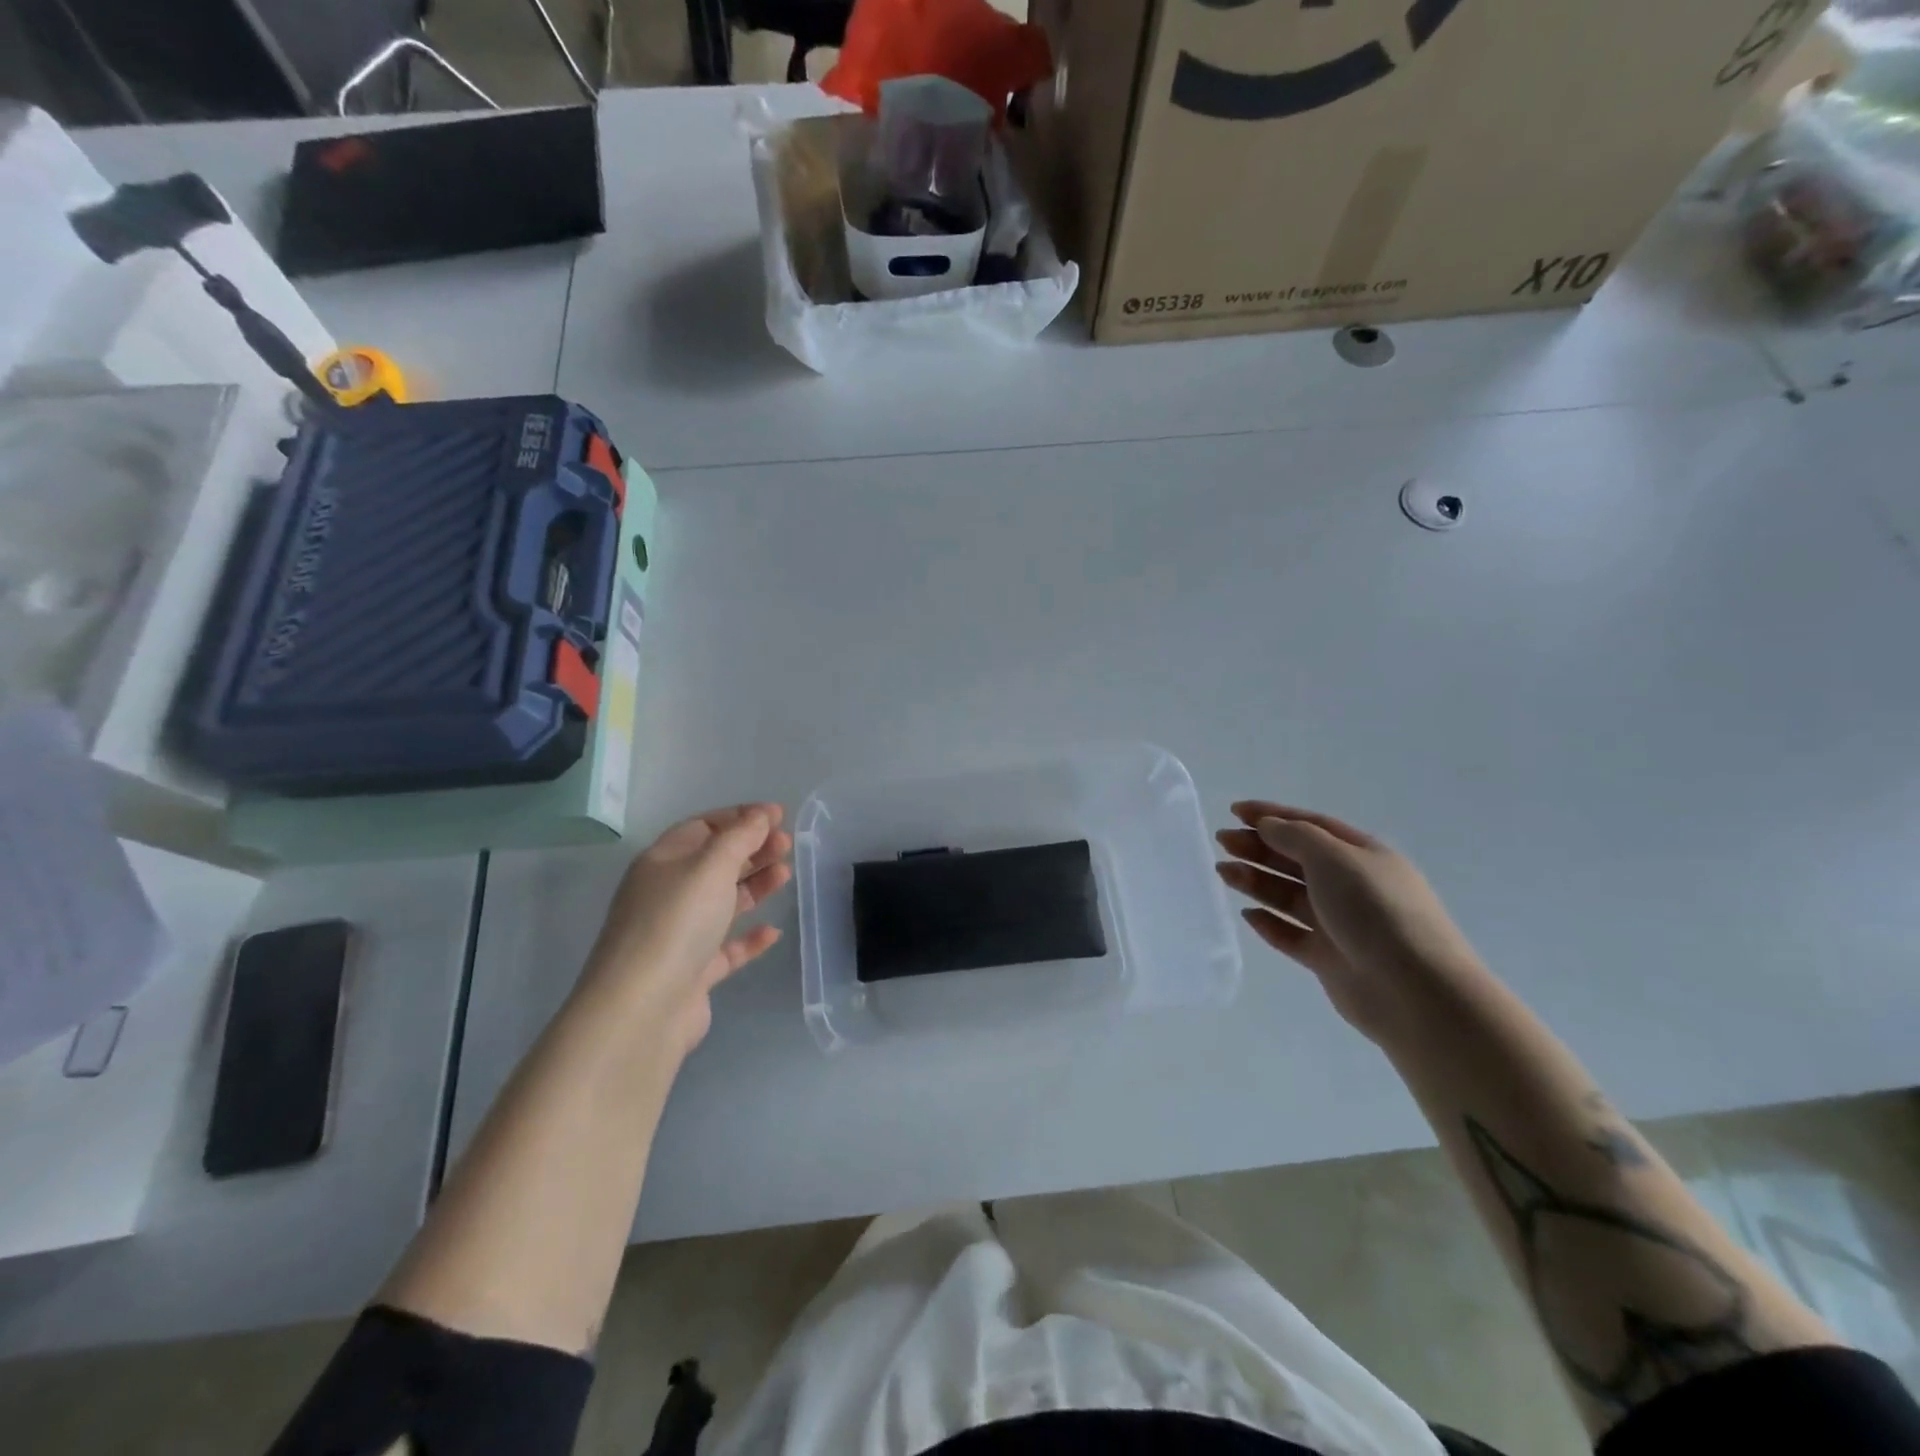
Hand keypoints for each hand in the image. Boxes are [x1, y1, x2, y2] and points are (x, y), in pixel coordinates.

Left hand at [582, 803, 792, 1056]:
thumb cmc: (676, 923)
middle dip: (751, 849)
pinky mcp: (692, 972)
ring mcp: (678, 935)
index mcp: (662, 862)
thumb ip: (740, 837)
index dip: (740, 818)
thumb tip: (760, 815)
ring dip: (754, 886)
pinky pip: (726, 948)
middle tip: (787, 845)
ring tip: (786, 875)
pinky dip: (749, 938)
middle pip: (714, 863)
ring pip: (722, 902)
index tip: (778, 815)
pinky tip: (773, 932)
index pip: (703, 827)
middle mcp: (666, 895)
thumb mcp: (711, 867)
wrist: (642, 1009)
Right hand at [1215, 802, 1485, 1041]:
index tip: (1235, 811)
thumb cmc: (1375, 910)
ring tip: (1224, 872)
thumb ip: (1295, 837)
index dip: (1272, 815)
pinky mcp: (1328, 959)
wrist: (1414, 990)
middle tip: (1222, 841)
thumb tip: (1268, 826)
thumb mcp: (1334, 858)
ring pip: (1289, 896)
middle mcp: (1351, 886)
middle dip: (1258, 847)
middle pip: (1296, 859)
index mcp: (1361, 855)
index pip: (1311, 826)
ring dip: (1256, 881)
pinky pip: (1290, 935)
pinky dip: (1268, 923)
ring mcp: (1340, 924)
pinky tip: (1247, 914)